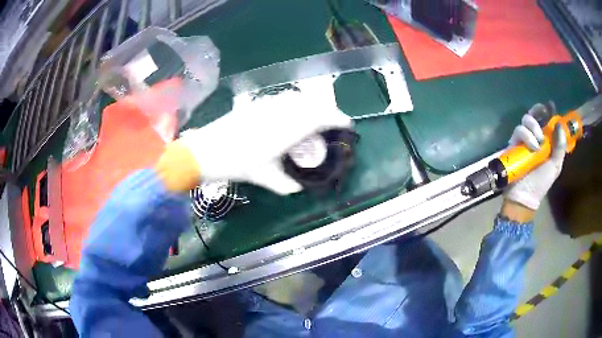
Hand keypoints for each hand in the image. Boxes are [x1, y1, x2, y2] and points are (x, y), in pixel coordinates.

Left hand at [176, 89, 351, 194]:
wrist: (206, 150)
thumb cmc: (236, 164)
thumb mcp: (264, 177)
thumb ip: (286, 184)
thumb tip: (299, 188)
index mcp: (287, 130)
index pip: (321, 117)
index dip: (338, 119)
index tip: (348, 125)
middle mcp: (281, 112)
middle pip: (313, 104)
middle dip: (329, 112)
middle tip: (334, 125)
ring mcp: (268, 105)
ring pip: (299, 99)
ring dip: (313, 106)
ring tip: (315, 120)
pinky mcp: (257, 104)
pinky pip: (284, 99)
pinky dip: (296, 104)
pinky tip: (291, 115)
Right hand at [503, 103, 566, 214]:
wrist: (525, 196)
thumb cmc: (542, 182)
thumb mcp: (555, 166)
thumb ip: (560, 147)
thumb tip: (559, 124)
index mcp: (545, 141)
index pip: (545, 120)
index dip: (547, 111)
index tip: (550, 105)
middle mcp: (534, 136)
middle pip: (533, 114)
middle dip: (538, 115)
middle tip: (542, 126)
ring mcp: (523, 139)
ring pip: (525, 120)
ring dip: (534, 128)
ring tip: (538, 144)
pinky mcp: (513, 143)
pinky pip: (518, 130)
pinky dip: (527, 135)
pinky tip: (532, 147)